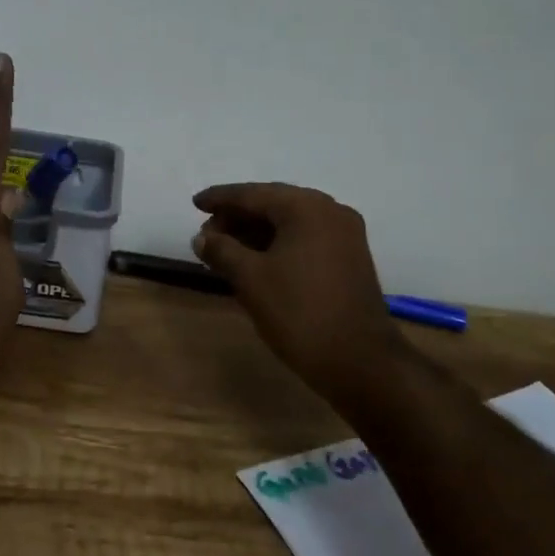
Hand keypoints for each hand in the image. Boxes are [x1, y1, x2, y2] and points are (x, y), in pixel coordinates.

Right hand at [191, 183, 402, 405]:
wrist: (359, 362)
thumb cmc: (299, 312)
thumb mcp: (250, 279)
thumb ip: (222, 250)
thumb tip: (201, 237)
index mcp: (306, 208)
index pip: (253, 194)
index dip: (220, 198)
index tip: (195, 202)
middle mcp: (330, 211)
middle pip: (273, 204)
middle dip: (237, 217)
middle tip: (206, 234)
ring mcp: (344, 236)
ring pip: (290, 223)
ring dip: (256, 233)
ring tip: (224, 250)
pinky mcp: (349, 259)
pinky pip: (305, 239)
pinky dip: (277, 245)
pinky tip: (255, 261)